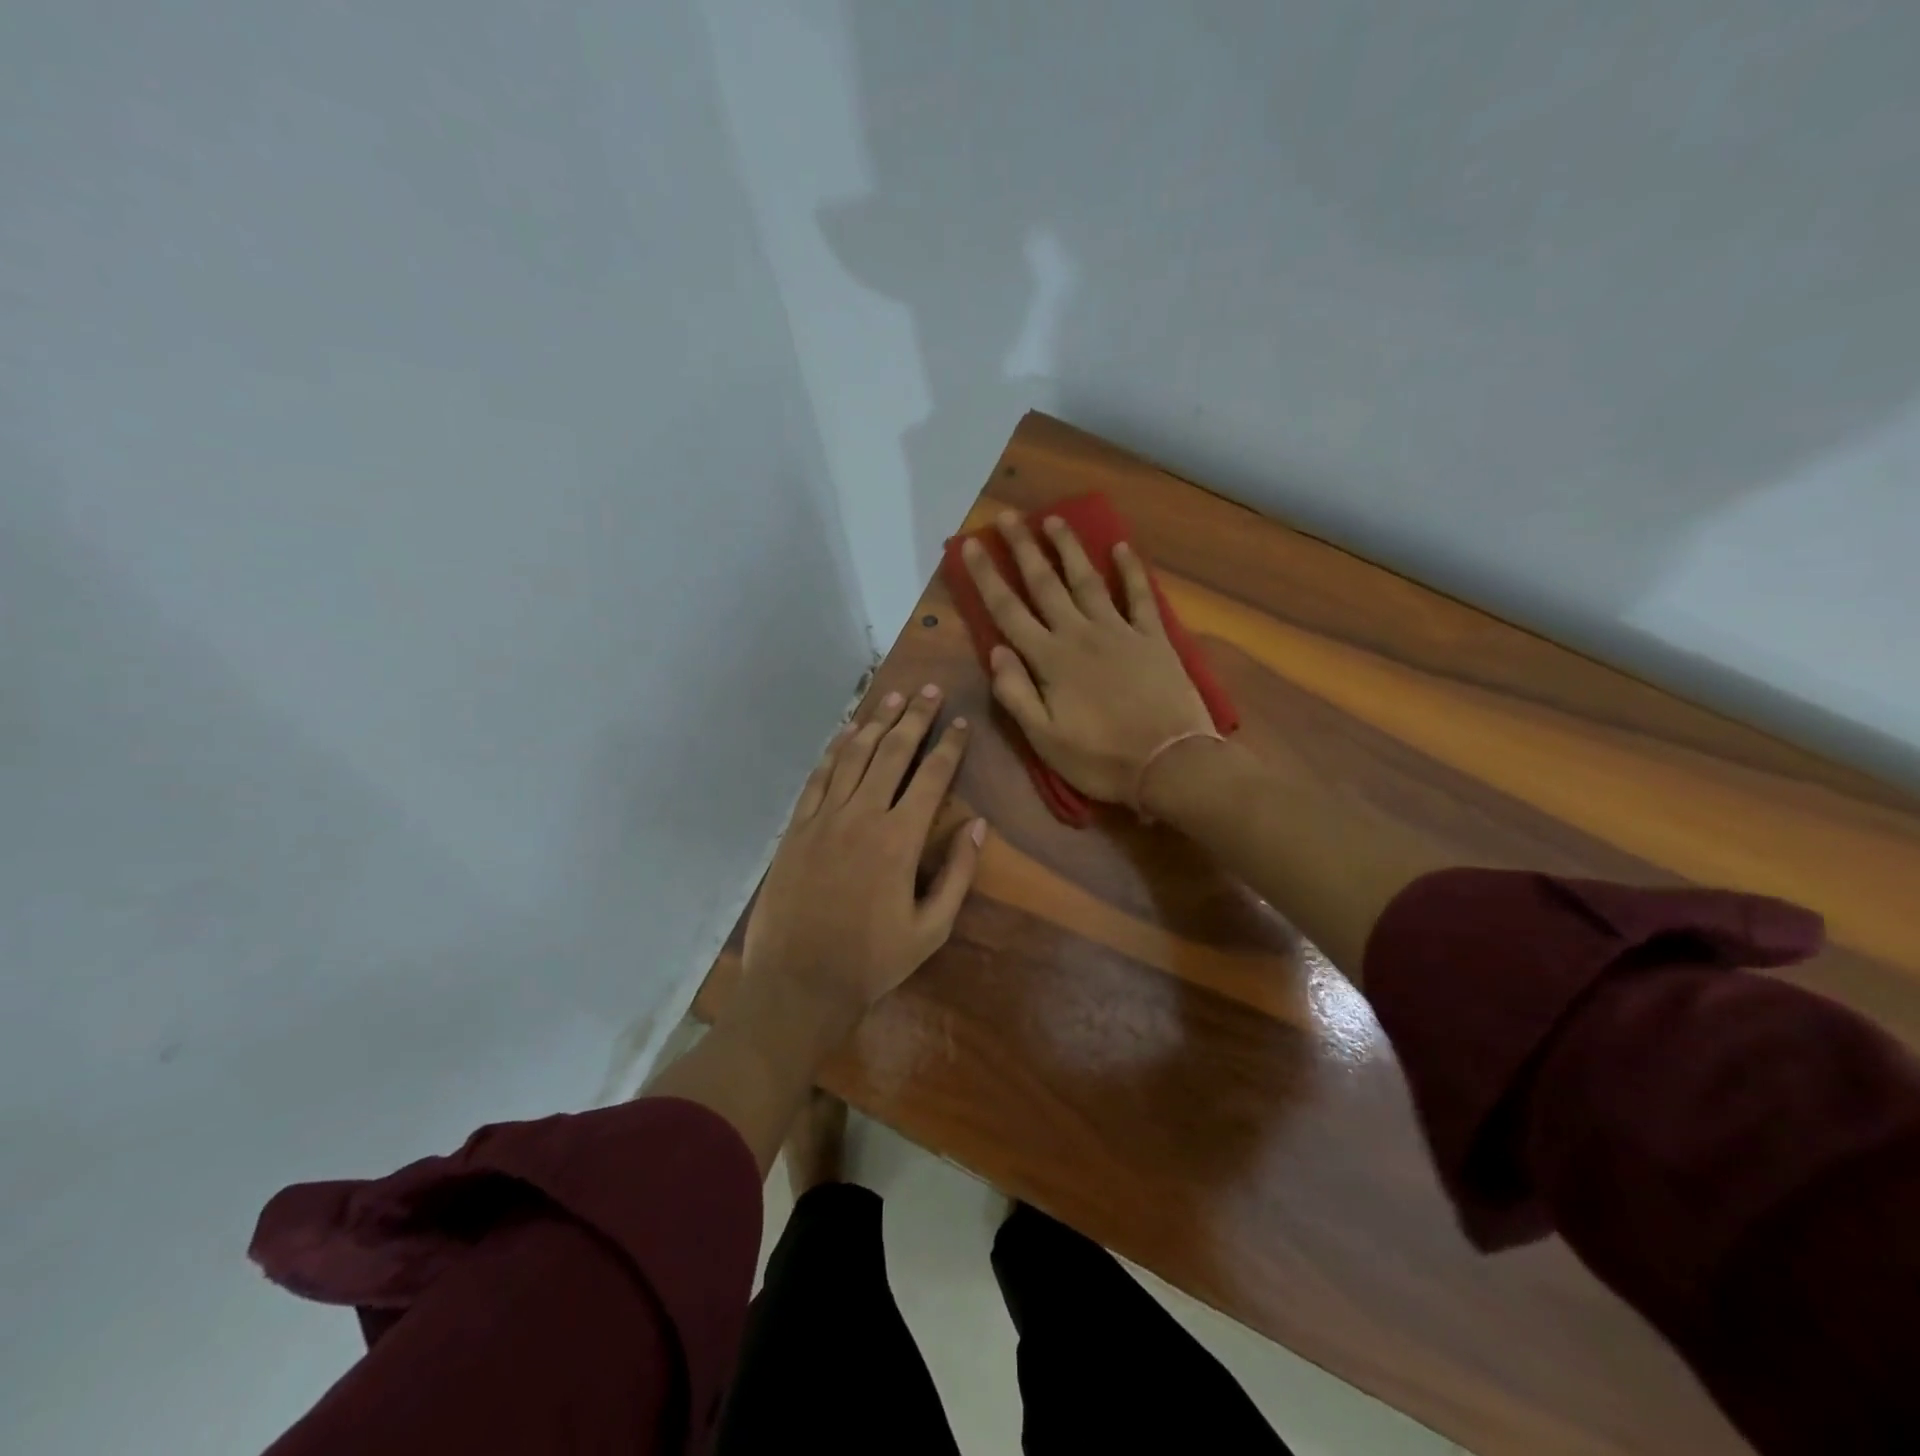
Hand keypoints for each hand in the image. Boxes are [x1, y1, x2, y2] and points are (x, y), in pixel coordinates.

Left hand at [735, 685, 986, 1045]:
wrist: (799, 982)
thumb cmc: (872, 961)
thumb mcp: (931, 929)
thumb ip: (957, 874)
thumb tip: (979, 827)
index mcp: (900, 839)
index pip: (931, 777)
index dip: (949, 746)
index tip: (960, 722)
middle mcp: (862, 816)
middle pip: (892, 753)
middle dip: (914, 718)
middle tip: (928, 690)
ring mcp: (824, 818)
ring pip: (854, 757)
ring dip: (876, 723)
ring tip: (893, 697)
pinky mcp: (796, 828)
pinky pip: (817, 778)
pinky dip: (834, 751)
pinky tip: (846, 732)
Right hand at [960, 512, 1214, 805]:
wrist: (1171, 764)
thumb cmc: (1102, 759)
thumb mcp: (1045, 740)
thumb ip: (1016, 694)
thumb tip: (995, 651)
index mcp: (1050, 661)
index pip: (1009, 610)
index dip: (986, 576)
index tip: (969, 545)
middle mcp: (1080, 635)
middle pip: (1045, 584)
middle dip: (1023, 548)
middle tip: (1008, 516)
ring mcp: (1120, 632)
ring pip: (1087, 580)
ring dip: (1069, 548)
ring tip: (1053, 518)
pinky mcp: (1153, 638)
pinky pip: (1139, 596)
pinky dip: (1130, 571)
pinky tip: (1122, 548)